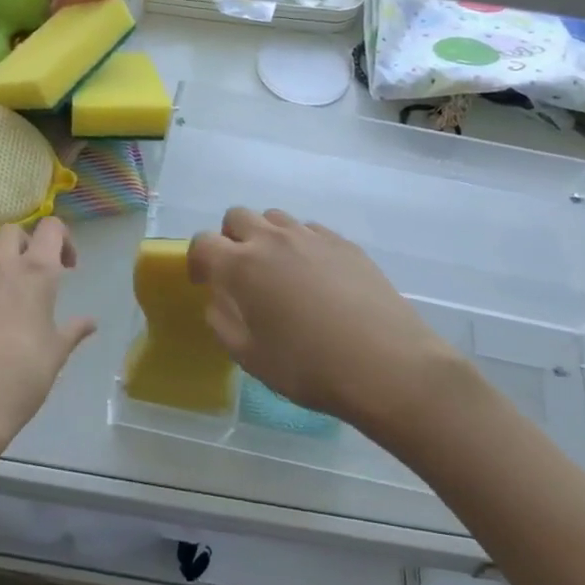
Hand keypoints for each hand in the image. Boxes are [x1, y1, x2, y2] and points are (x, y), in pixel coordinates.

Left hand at [0, 219, 95, 462]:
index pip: (50, 228)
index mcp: (36, 271)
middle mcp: (3, 266)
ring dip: (7, 262)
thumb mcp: (56, 352)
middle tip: (42, 274)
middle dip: (29, 242)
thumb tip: (90, 322)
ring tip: (21, 297)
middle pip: (13, 231)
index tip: (69, 267)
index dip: (63, 239)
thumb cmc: (24, 374)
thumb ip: (74, 330)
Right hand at [188, 209, 465, 436]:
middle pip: (237, 217)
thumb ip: (222, 321)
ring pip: (274, 218)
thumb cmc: (308, 367)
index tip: (204, 281)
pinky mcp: (343, 242)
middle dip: (230, 239)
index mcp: (241, 266)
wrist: (386, 365)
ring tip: (279, 271)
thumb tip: (218, 299)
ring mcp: (311, 236)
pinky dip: (300, 244)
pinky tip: (315, 276)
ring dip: (266, 237)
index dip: (197, 260)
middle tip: (240, 273)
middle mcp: (272, 239)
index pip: (202, 243)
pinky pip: (309, 230)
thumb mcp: (250, 357)